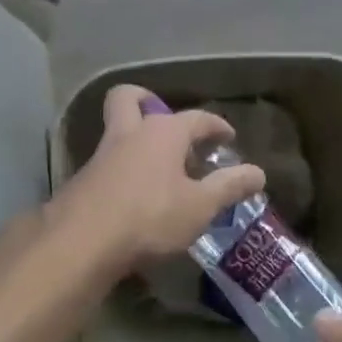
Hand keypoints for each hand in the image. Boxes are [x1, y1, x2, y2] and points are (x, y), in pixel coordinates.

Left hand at [50, 85, 266, 272]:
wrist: (82, 242)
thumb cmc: (150, 217)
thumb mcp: (200, 206)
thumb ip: (229, 187)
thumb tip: (259, 172)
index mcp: (162, 133)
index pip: (196, 118)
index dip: (216, 126)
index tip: (228, 137)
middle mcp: (128, 135)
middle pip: (130, 98)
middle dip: (148, 102)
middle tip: (166, 124)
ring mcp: (100, 157)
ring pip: (115, 132)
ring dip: (135, 141)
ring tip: (157, 169)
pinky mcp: (82, 182)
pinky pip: (105, 165)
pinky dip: (121, 171)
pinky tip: (132, 196)